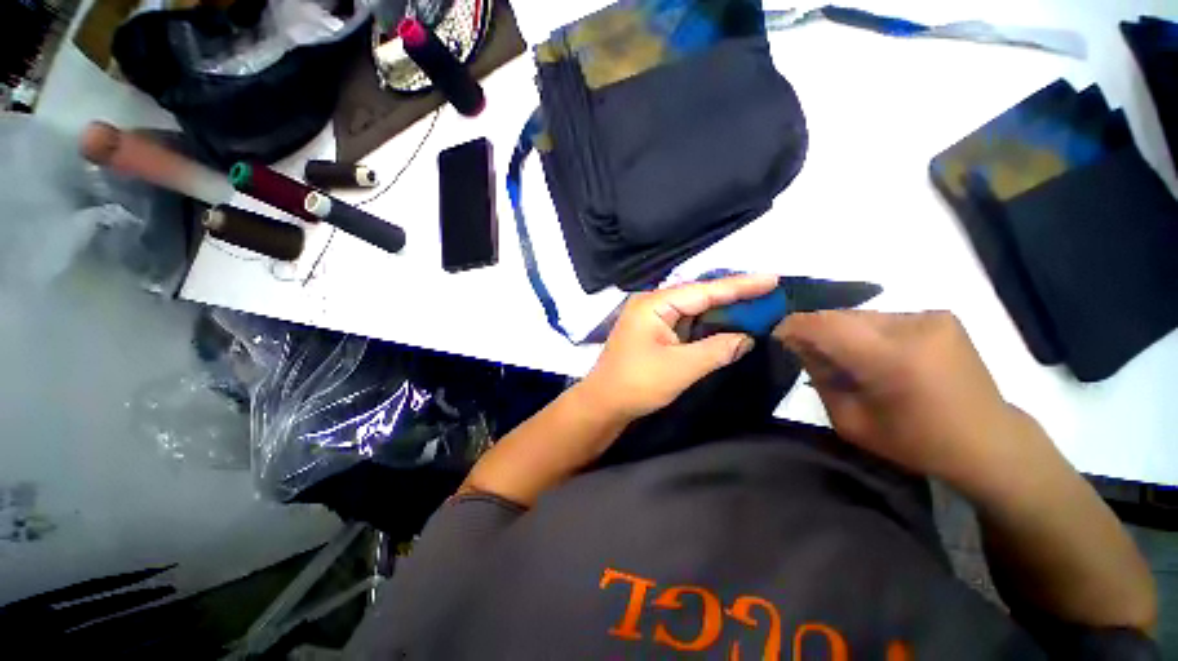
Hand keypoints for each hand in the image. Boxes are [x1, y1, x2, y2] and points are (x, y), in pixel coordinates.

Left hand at [580, 274, 779, 421]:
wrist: (603, 403)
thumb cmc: (638, 383)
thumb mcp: (681, 367)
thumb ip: (717, 350)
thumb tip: (747, 338)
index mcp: (654, 304)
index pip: (703, 291)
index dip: (739, 286)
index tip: (771, 279)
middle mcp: (651, 304)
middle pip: (697, 295)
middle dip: (732, 295)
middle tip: (768, 292)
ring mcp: (650, 317)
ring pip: (691, 308)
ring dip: (720, 310)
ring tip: (754, 305)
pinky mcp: (652, 332)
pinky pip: (684, 322)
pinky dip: (705, 323)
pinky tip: (725, 323)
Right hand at [775, 310, 1025, 484]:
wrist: (989, 442)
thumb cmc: (916, 442)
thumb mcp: (851, 421)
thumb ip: (820, 377)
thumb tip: (799, 346)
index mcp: (892, 359)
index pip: (824, 325)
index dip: (793, 326)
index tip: (777, 336)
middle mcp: (913, 326)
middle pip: (841, 316)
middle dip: (816, 331)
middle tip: (807, 353)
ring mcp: (931, 317)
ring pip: (860, 315)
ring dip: (841, 332)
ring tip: (844, 358)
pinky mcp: (941, 316)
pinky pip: (883, 318)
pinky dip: (866, 332)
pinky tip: (874, 354)